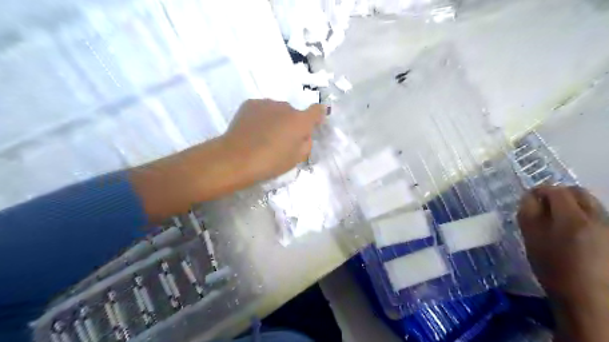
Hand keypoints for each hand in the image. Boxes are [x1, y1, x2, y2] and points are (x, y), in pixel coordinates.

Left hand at [219, 99, 323, 184]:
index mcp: (300, 121)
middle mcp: (286, 107)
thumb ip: (306, 143)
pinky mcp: (250, 103)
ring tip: (264, 136)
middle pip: (294, 113)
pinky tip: (253, 130)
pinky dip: (262, 117)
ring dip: (276, 119)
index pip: (316, 110)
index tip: (314, 123)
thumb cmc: (271, 162)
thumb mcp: (296, 159)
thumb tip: (304, 135)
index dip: (318, 115)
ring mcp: (267, 103)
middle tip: (282, 139)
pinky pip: (263, 109)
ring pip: (277, 110)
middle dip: (291, 123)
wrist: (237, 158)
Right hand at [516, 186, 608, 340]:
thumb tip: (529, 197)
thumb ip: (528, 213)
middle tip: (543, 205)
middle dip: (558, 194)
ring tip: (557, 220)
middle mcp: (597, 218)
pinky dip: (582, 216)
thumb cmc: (554, 268)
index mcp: (572, 218)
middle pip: (578, 192)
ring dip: (571, 205)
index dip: (539, 191)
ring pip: (590, 204)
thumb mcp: (532, 240)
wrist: (588, 299)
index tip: (528, 199)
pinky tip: (572, 232)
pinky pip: (597, 216)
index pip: (556, 191)